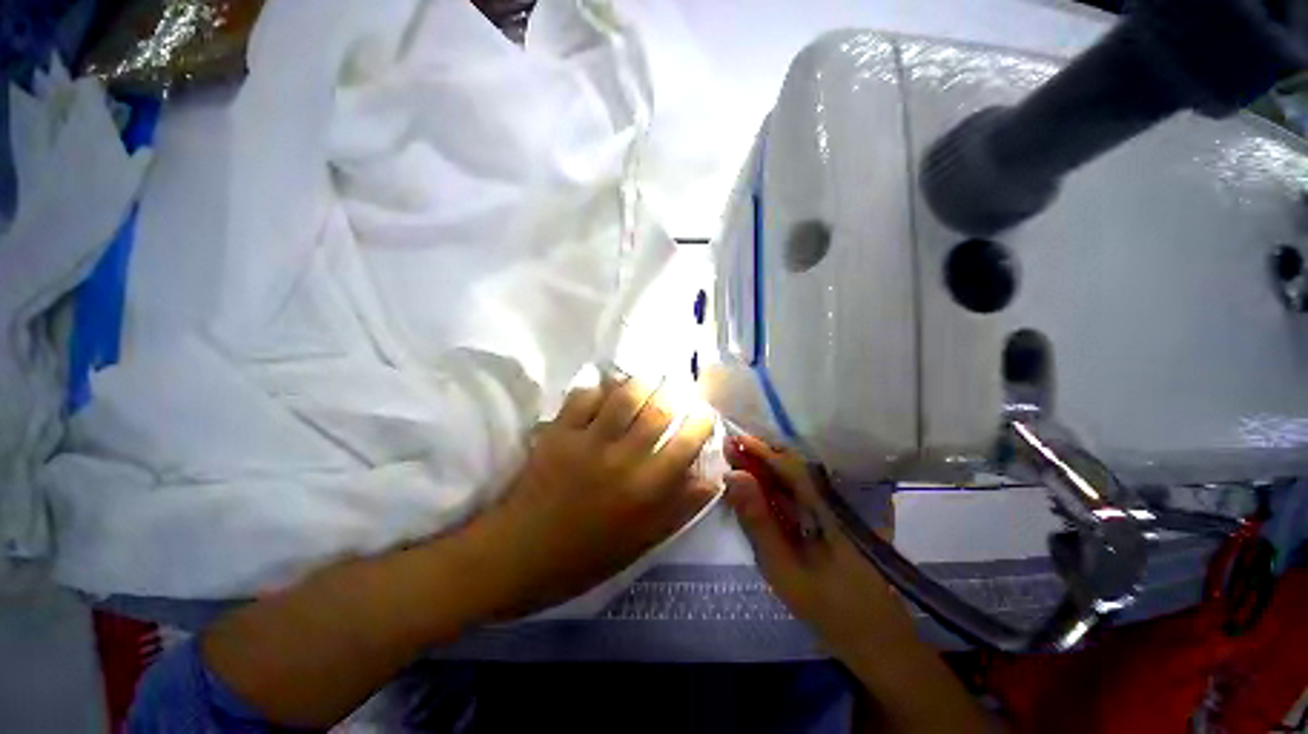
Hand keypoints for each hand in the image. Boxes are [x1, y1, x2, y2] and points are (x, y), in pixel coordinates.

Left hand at [463, 376, 716, 619]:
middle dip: (674, 392)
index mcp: (646, 491)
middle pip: (658, 410)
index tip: (703, 413)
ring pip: (623, 396)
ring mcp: (587, 442)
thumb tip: (711, 478)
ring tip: (647, 382)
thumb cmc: (583, 557)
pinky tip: (604, 390)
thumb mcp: (640, 543)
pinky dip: (597, 388)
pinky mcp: (558, 433)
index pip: (687, 443)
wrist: (517, 556)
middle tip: (676, 389)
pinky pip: (583, 397)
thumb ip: (679, 509)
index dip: (702, 421)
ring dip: (640, 383)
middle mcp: (622, 460)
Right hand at [723, 436, 912, 666]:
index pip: (789, 465)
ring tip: (739, 464)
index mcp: (826, 506)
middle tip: (730, 451)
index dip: (759, 450)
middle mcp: (834, 499)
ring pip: (798, 476)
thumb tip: (733, 476)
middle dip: (760, 455)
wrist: (876, 639)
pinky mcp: (836, 518)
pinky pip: (803, 492)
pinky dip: (779, 486)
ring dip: (768, 468)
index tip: (731, 440)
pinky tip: (762, 490)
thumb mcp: (783, 568)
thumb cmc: (829, 607)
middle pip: (794, 465)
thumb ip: (758, 520)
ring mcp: (838, 508)